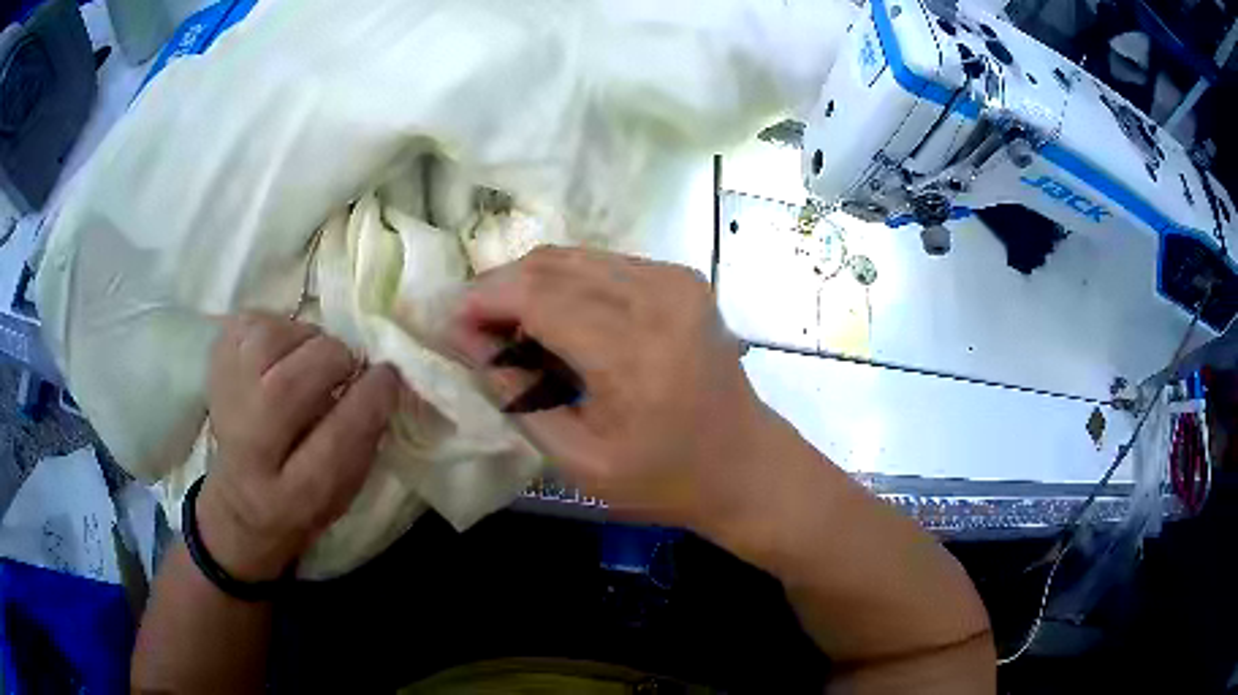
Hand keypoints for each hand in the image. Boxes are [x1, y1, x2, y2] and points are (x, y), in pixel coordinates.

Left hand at [198, 314, 399, 581]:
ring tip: (312, 357)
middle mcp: (248, 451)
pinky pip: (250, 323)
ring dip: (303, 339)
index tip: (388, 375)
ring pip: (265, 342)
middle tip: (347, 365)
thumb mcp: (344, 491)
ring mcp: (223, 404)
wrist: (242, 500)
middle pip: (286, 388)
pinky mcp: (214, 366)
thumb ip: (363, 440)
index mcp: (292, 497)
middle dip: (332, 360)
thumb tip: (382, 379)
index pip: (334, 444)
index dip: (368, 401)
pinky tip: (285, 352)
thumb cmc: (306, 496)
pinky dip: (278, 326)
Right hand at [449, 247, 778, 528]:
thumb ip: (516, 397)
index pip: (536, 295)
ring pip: (574, 258)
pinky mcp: (682, 278)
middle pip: (550, 265)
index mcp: (634, 350)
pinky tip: (554, 321)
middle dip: (498, 289)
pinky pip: (603, 265)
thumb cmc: (665, 479)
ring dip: (528, 285)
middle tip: (471, 329)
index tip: (449, 325)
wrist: (746, 464)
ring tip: (507, 328)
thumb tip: (469, 343)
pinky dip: (565, 284)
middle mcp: (658, 296)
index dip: (482, 302)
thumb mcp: (578, 461)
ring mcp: (675, 280)